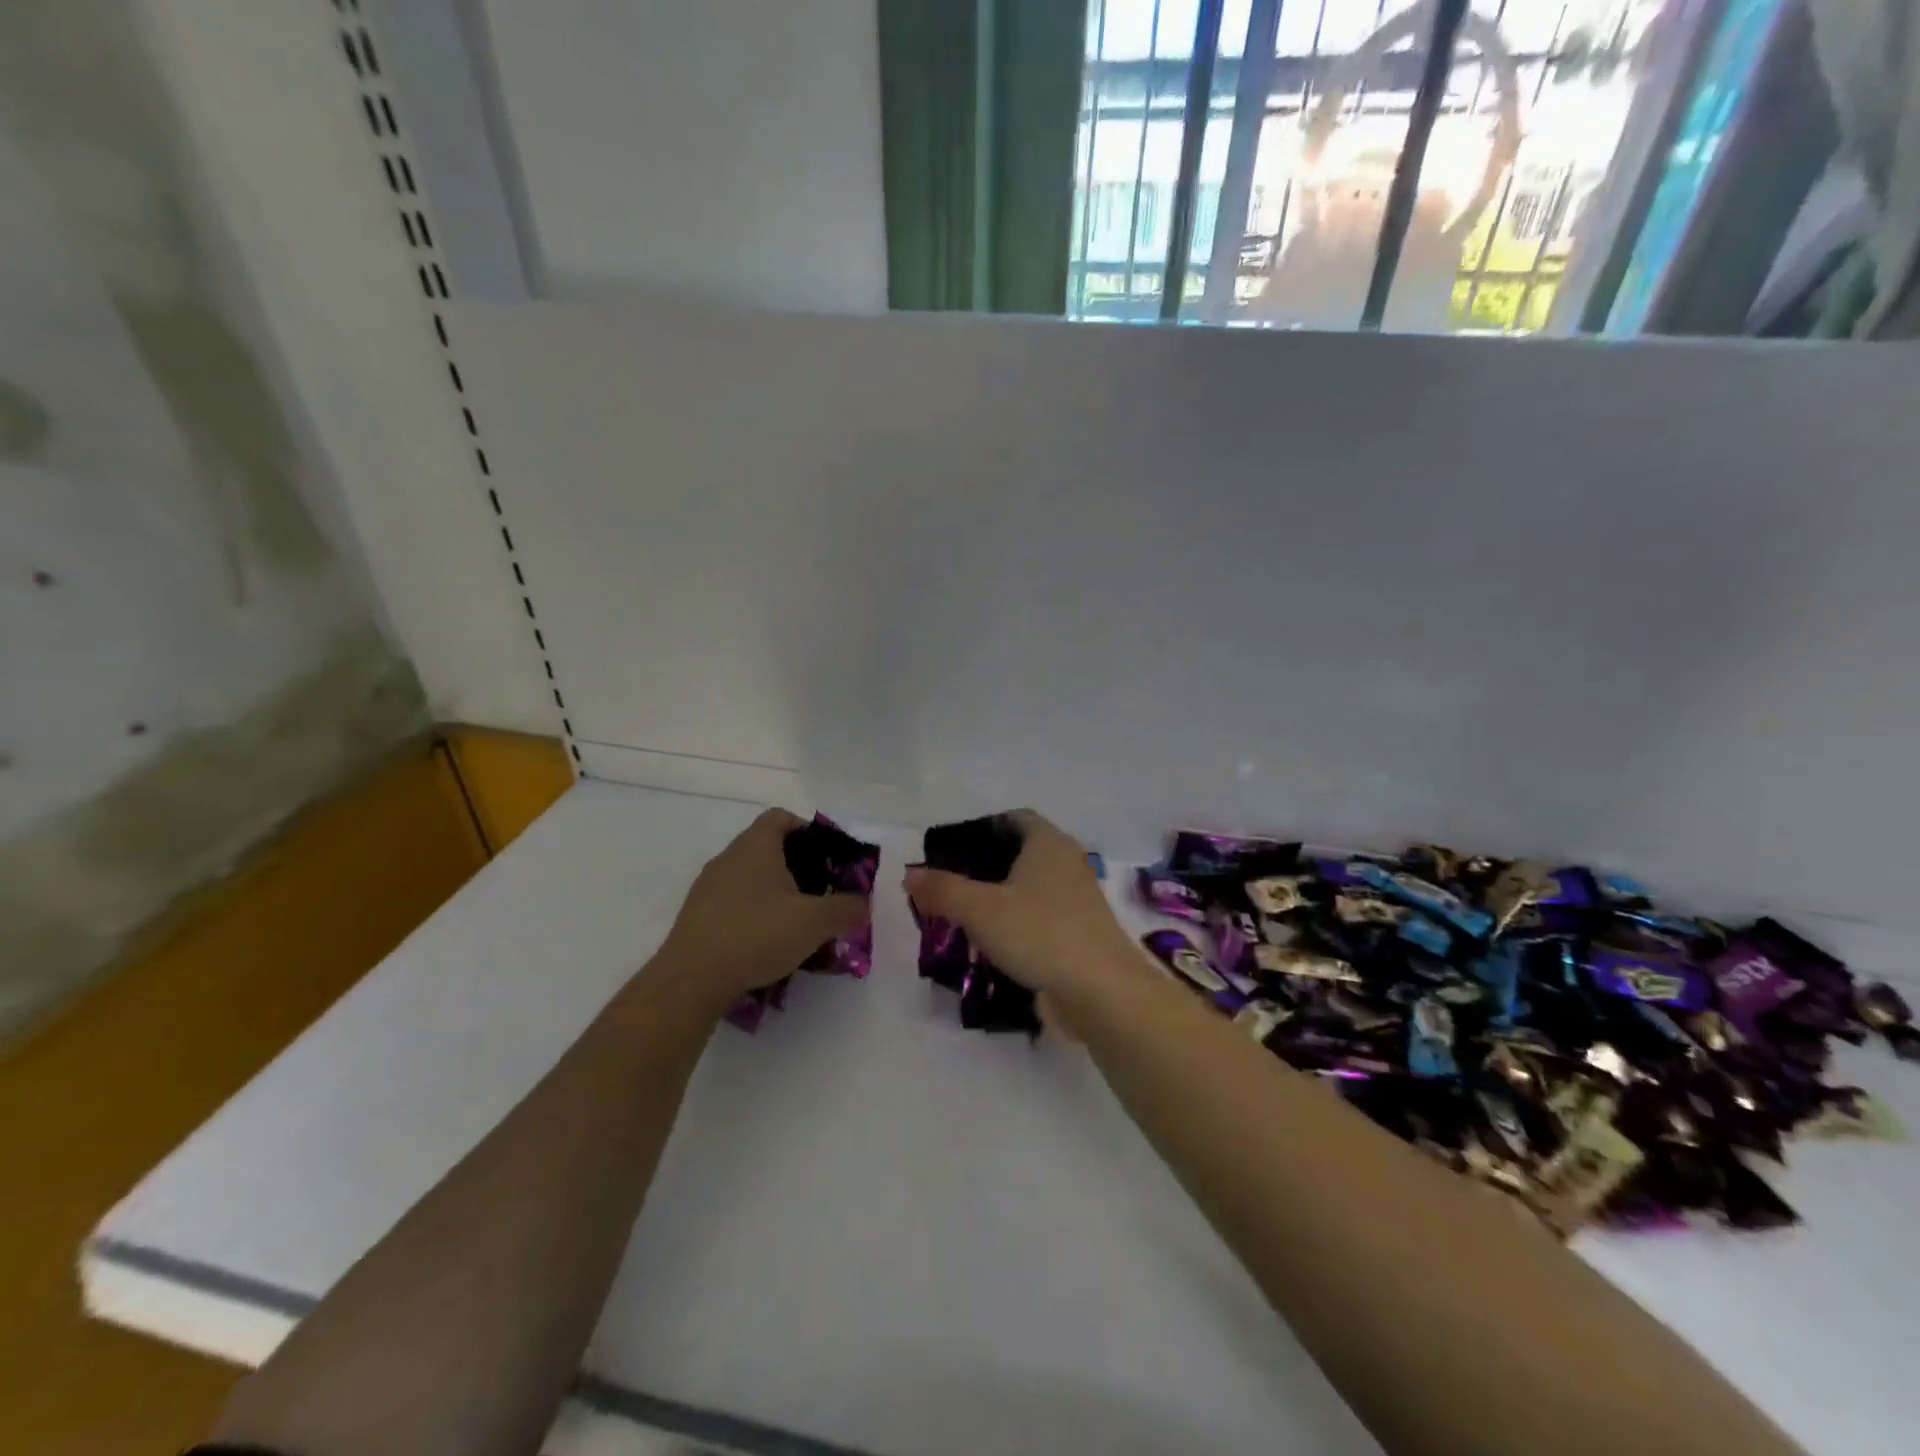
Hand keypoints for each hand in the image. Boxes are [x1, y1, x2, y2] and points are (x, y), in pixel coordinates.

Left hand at [652, 808, 867, 1009]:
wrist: (691, 980)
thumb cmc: (757, 935)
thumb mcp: (815, 922)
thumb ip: (845, 909)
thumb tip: (862, 904)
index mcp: (756, 846)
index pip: (780, 817)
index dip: (807, 830)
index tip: (826, 856)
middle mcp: (728, 858)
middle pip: (766, 847)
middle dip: (796, 867)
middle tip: (819, 893)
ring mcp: (708, 887)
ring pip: (749, 878)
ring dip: (774, 893)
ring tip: (796, 923)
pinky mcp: (696, 917)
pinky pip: (733, 904)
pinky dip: (753, 915)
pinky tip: (766, 944)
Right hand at [903, 810, 1143, 1005]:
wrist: (1101, 991)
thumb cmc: (1040, 934)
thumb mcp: (980, 909)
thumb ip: (942, 889)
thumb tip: (910, 873)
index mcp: (1048, 843)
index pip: (1015, 818)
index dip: (984, 827)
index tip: (954, 848)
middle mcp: (1067, 863)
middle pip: (1021, 853)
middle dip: (986, 866)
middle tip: (951, 885)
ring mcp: (1077, 900)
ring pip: (1031, 888)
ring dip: (1001, 898)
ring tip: (964, 917)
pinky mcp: (1080, 933)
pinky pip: (1041, 918)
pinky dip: (1018, 924)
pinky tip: (993, 945)